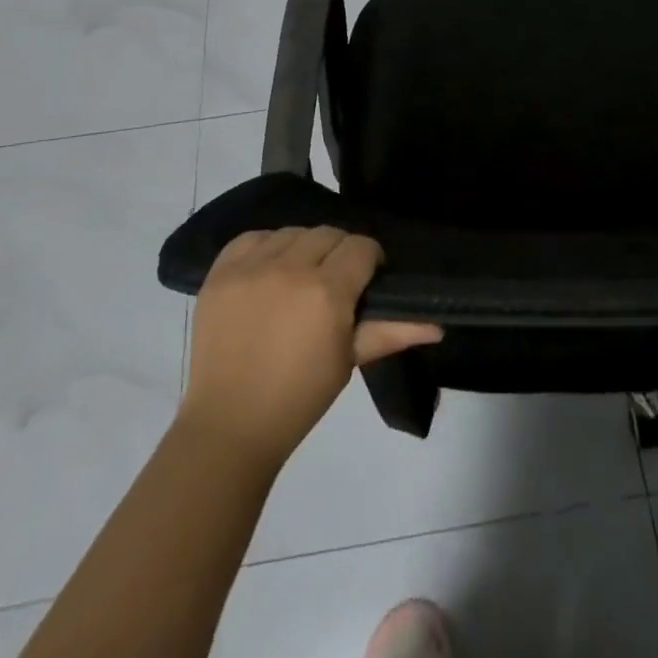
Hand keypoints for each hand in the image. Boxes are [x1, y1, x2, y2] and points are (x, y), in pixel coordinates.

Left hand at [180, 227, 441, 470]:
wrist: (228, 425)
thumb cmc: (299, 397)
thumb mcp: (348, 361)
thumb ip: (392, 331)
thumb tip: (437, 324)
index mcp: (327, 292)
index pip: (361, 247)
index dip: (370, 260)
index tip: (367, 280)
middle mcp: (290, 268)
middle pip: (329, 234)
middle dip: (339, 253)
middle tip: (334, 283)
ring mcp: (251, 268)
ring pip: (293, 232)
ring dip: (304, 249)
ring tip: (300, 278)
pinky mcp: (220, 272)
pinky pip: (253, 237)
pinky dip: (266, 247)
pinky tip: (269, 270)